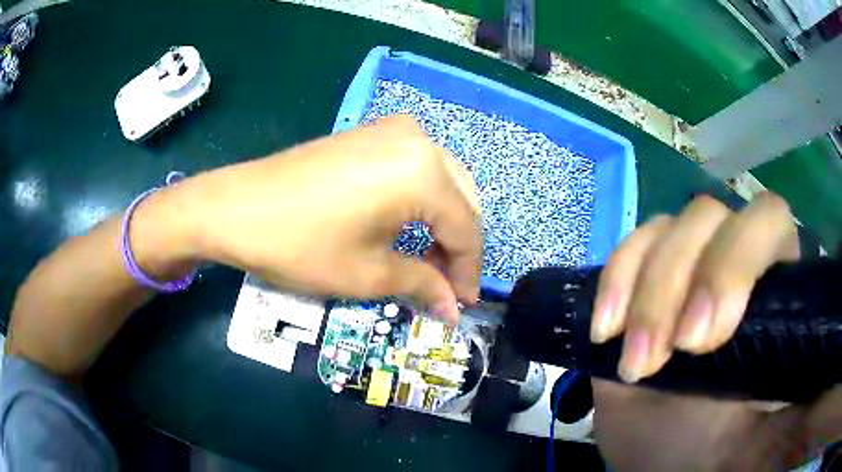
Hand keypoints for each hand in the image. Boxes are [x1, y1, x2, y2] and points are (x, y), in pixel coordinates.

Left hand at [165, 115, 481, 322]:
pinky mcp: (370, 133)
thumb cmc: (301, 244)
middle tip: (445, 287)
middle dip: (457, 246)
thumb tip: (454, 311)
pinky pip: (416, 168)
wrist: (235, 207)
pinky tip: (408, 227)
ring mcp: (392, 130)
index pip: (466, 228)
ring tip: (427, 262)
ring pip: (442, 182)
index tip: (463, 305)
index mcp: (424, 172)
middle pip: (460, 200)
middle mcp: (418, 140)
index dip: (469, 271)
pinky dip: (421, 201)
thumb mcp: (369, 274)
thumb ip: (423, 286)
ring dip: (442, 223)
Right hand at [589, 194, 841, 469]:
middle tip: (671, 353)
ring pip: (669, 227)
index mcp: (774, 284)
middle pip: (711, 215)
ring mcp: (684, 267)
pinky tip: (607, 330)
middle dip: (684, 278)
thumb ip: (806, 404)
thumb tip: (824, 383)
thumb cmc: (719, 449)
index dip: (740, 260)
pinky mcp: (641, 282)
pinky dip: (616, 280)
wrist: (664, 457)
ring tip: (637, 363)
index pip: (769, 219)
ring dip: (647, 293)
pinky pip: (630, 247)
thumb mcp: (769, 431)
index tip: (708, 338)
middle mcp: (732, 262)